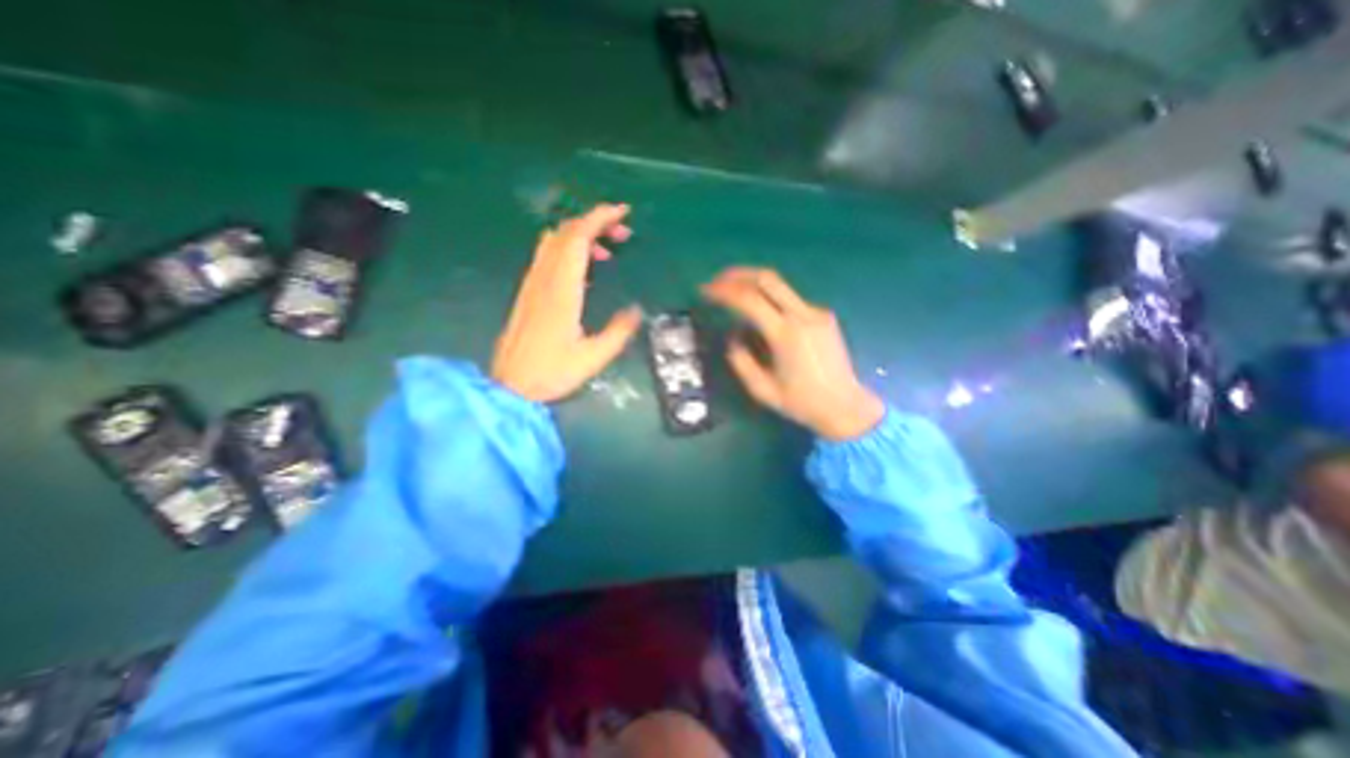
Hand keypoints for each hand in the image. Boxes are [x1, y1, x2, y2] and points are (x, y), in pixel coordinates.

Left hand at [494, 202, 643, 401]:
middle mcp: (544, 279)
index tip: (623, 213)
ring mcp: (533, 284)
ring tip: (607, 249)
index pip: (578, 238)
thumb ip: (619, 332)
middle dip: (596, 222)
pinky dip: (569, 249)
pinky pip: (548, 257)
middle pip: (566, 233)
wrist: (511, 387)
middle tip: (623, 233)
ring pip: (555, 242)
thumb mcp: (594, 357)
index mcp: (561, 289)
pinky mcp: (529, 293)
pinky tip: (584, 269)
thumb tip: (637, 311)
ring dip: (581, 235)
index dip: (600, 218)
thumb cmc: (552, 373)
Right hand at [707, 268, 888, 442]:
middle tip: (717, 281)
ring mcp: (817, 313)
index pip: (750, 300)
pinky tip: (761, 313)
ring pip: (780, 286)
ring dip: (753, 284)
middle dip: (738, 275)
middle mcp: (803, 315)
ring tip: (733, 293)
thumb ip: (741, 361)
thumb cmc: (802, 403)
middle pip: (767, 279)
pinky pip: (791, 300)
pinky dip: (770, 299)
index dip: (724, 291)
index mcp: (786, 335)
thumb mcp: (762, 390)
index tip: (705, 291)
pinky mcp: (824, 316)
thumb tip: (734, 336)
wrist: (846, 406)